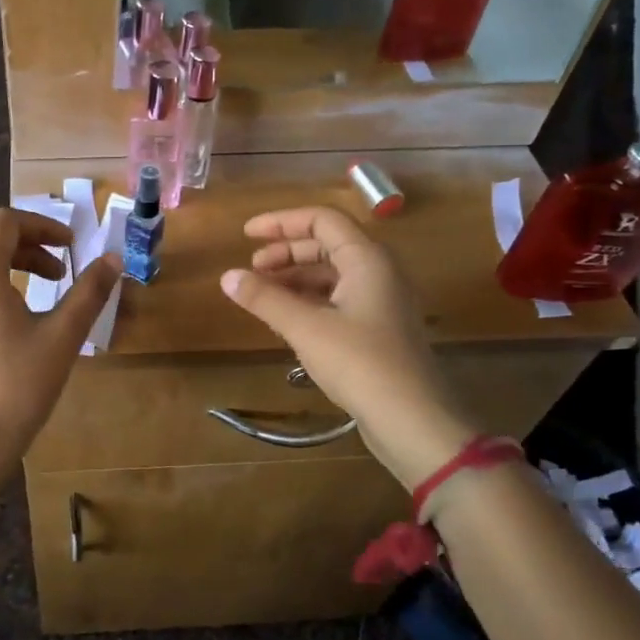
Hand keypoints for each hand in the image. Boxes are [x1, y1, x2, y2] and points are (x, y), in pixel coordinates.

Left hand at [0, 209, 119, 477]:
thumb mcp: (62, 336)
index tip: (72, 246)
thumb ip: (89, 292)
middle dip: (28, 248)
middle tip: (61, 272)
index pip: (6, 221)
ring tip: (39, 299)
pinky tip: (9, 332)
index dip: (42, 225)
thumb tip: (113, 260)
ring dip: (8, 272)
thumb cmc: (17, 385)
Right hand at [220, 207, 474, 483]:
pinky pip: (338, 299)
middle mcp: (379, 272)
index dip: (281, 222)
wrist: (413, 419)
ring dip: (294, 278)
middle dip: (285, 252)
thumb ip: (264, 299)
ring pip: (332, 274)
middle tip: (251, 270)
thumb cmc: (360, 363)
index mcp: (367, 259)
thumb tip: (227, 276)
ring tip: (261, 295)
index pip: (322, 220)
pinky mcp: (378, 329)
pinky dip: (309, 300)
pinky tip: (286, 318)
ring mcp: (381, 301)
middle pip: (327, 245)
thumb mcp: (305, 328)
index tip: (245, 234)